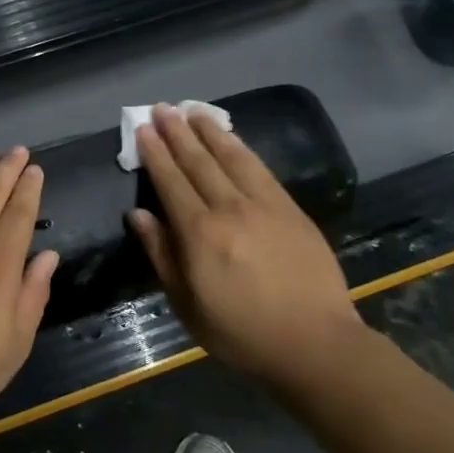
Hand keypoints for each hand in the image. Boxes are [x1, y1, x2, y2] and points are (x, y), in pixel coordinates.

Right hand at [128, 104, 368, 397]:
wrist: (315, 344)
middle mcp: (229, 209)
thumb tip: (139, 215)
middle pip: (198, 162)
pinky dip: (241, 148)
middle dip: (177, 132)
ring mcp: (263, 205)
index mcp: (199, 234)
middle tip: (162, 108)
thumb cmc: (241, 332)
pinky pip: (260, 169)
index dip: (155, 153)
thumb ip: (162, 255)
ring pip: (230, 157)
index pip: (171, 182)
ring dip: (208, 131)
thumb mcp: (187, 305)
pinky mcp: (290, 209)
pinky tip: (231, 137)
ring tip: (192, 110)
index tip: (144, 129)